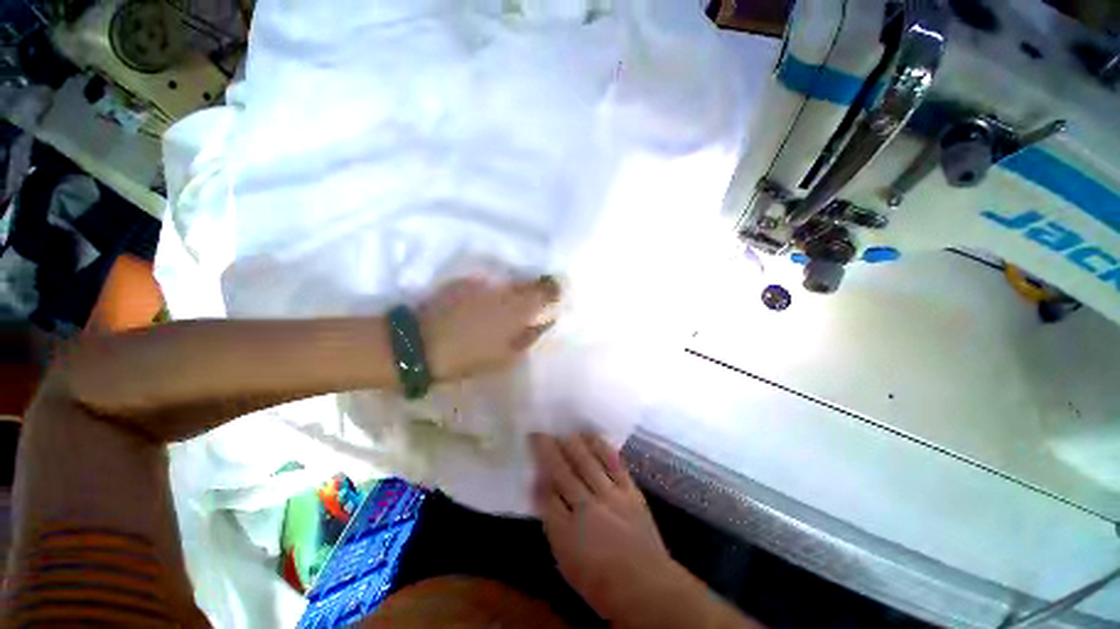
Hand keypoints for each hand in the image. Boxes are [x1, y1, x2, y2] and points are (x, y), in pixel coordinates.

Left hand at [420, 276, 559, 380]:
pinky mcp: (463, 282)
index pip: (545, 290)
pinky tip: (483, 306)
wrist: (420, 345)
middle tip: (532, 303)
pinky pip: (487, 284)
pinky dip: (491, 293)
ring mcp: (482, 283)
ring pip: (507, 283)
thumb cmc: (468, 358)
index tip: (556, 295)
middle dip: (534, 290)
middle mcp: (503, 290)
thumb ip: (530, 337)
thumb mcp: (506, 358)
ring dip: (512, 292)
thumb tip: (544, 322)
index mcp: (517, 309)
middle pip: (527, 283)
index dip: (554, 290)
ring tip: (506, 307)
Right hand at [530, 433, 676, 620]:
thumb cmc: (601, 582)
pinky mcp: (630, 490)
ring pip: (587, 462)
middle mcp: (587, 508)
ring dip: (573, 444)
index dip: (537, 474)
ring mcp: (611, 496)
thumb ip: (553, 523)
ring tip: (563, 431)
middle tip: (540, 433)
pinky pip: (613, 462)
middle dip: (549, 451)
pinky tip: (592, 437)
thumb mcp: (566, 561)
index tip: (532, 458)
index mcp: (567, 533)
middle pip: (563, 472)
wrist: (647, 586)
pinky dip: (601, 447)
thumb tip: (541, 492)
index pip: (546, 495)